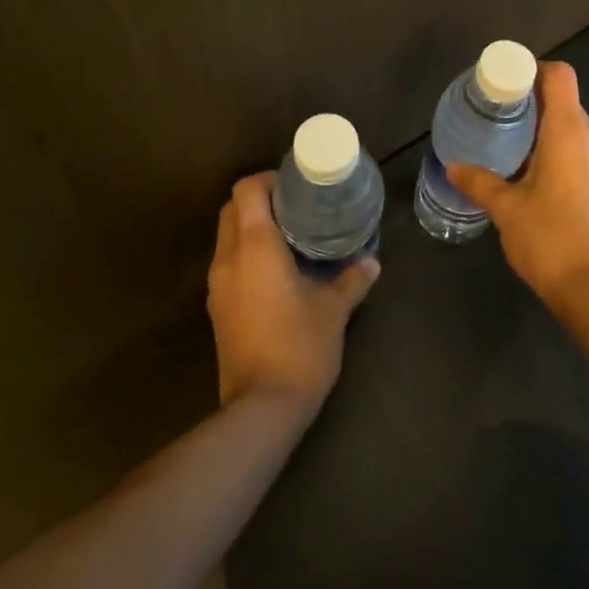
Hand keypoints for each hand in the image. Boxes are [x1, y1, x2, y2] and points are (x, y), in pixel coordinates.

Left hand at [206, 172, 379, 414]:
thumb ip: (352, 279)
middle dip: (260, 201)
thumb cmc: (299, 346)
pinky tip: (279, 271)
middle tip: (297, 208)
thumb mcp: (334, 309)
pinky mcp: (217, 310)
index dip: (269, 179)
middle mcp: (228, 259)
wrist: (261, 409)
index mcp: (254, 246)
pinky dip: (248, 255)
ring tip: (292, 237)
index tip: (298, 186)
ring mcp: (218, 287)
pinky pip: (229, 264)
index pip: (246, 190)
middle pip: (232, 210)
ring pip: (227, 238)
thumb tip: (371, 261)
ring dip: (252, 228)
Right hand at [446, 61, 588, 307]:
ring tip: (514, 146)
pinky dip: (561, 151)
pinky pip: (583, 151)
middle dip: (533, 103)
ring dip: (547, 129)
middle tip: (499, 116)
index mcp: (569, 131)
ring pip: (575, 128)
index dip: (534, 70)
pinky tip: (537, 176)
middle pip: (566, 101)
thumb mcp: (506, 208)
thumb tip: (453, 166)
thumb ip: (480, 182)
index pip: (560, 76)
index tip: (507, 84)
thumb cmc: (549, 238)